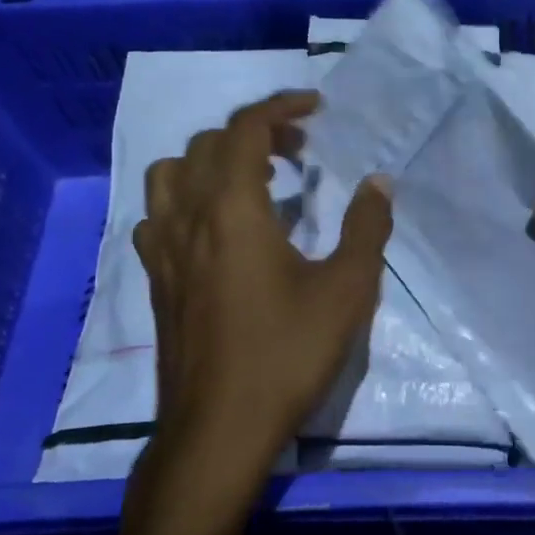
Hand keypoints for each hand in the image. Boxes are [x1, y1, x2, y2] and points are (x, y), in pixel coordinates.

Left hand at [132, 91, 391, 517]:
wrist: (218, 429)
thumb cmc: (286, 354)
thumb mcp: (346, 290)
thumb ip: (365, 227)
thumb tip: (378, 181)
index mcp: (233, 209)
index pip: (246, 128)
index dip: (282, 105)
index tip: (317, 107)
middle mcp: (189, 216)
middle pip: (208, 144)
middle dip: (256, 132)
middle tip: (299, 151)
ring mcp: (163, 249)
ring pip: (171, 173)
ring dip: (211, 159)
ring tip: (252, 181)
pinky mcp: (155, 279)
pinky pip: (158, 214)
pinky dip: (185, 198)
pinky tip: (214, 228)